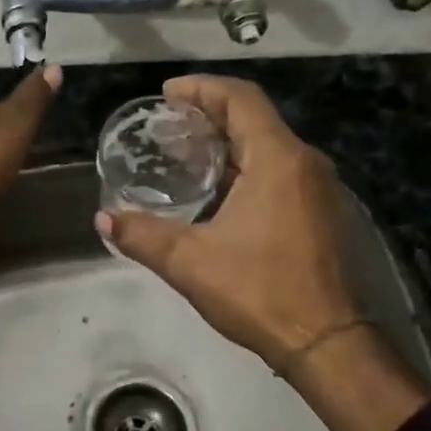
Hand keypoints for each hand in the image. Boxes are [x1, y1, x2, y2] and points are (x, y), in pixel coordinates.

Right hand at [96, 75, 359, 372]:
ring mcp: (319, 188)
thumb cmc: (260, 292)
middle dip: (210, 114)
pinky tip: (219, 191)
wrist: (327, 342)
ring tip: (186, 155)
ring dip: (229, 142)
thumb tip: (103, 218)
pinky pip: (281, 170)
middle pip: (255, 118)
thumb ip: (142, 236)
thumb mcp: (190, 262)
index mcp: (278, 160)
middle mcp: (304, 163)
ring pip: (269, 145)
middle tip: (168, 125)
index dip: (202, 88)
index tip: (167, 94)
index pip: (240, 98)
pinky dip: (247, 166)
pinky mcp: (322, 212)